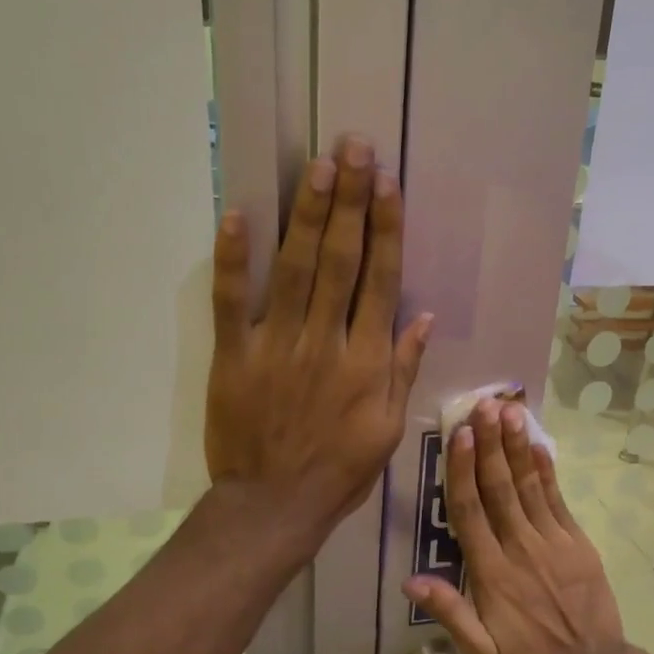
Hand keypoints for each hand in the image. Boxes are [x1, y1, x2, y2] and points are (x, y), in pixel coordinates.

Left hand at [205, 135, 432, 543]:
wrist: (274, 506)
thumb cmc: (339, 471)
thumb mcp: (387, 429)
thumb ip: (402, 370)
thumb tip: (422, 316)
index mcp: (366, 362)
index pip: (380, 281)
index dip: (386, 229)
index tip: (388, 184)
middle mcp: (325, 342)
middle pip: (340, 261)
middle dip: (350, 201)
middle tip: (354, 147)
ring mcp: (276, 346)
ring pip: (295, 269)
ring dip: (306, 215)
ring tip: (319, 166)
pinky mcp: (233, 356)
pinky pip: (231, 301)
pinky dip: (233, 259)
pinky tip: (239, 215)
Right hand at [403, 397, 625, 653]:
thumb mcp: (482, 653)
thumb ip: (450, 613)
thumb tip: (411, 581)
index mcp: (492, 572)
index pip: (471, 511)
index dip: (464, 470)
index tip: (460, 436)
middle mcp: (520, 548)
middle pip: (500, 488)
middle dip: (490, 444)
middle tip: (483, 405)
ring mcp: (552, 542)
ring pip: (529, 487)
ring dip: (517, 448)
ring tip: (509, 413)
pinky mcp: (576, 543)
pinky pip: (559, 501)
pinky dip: (548, 472)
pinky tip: (539, 446)